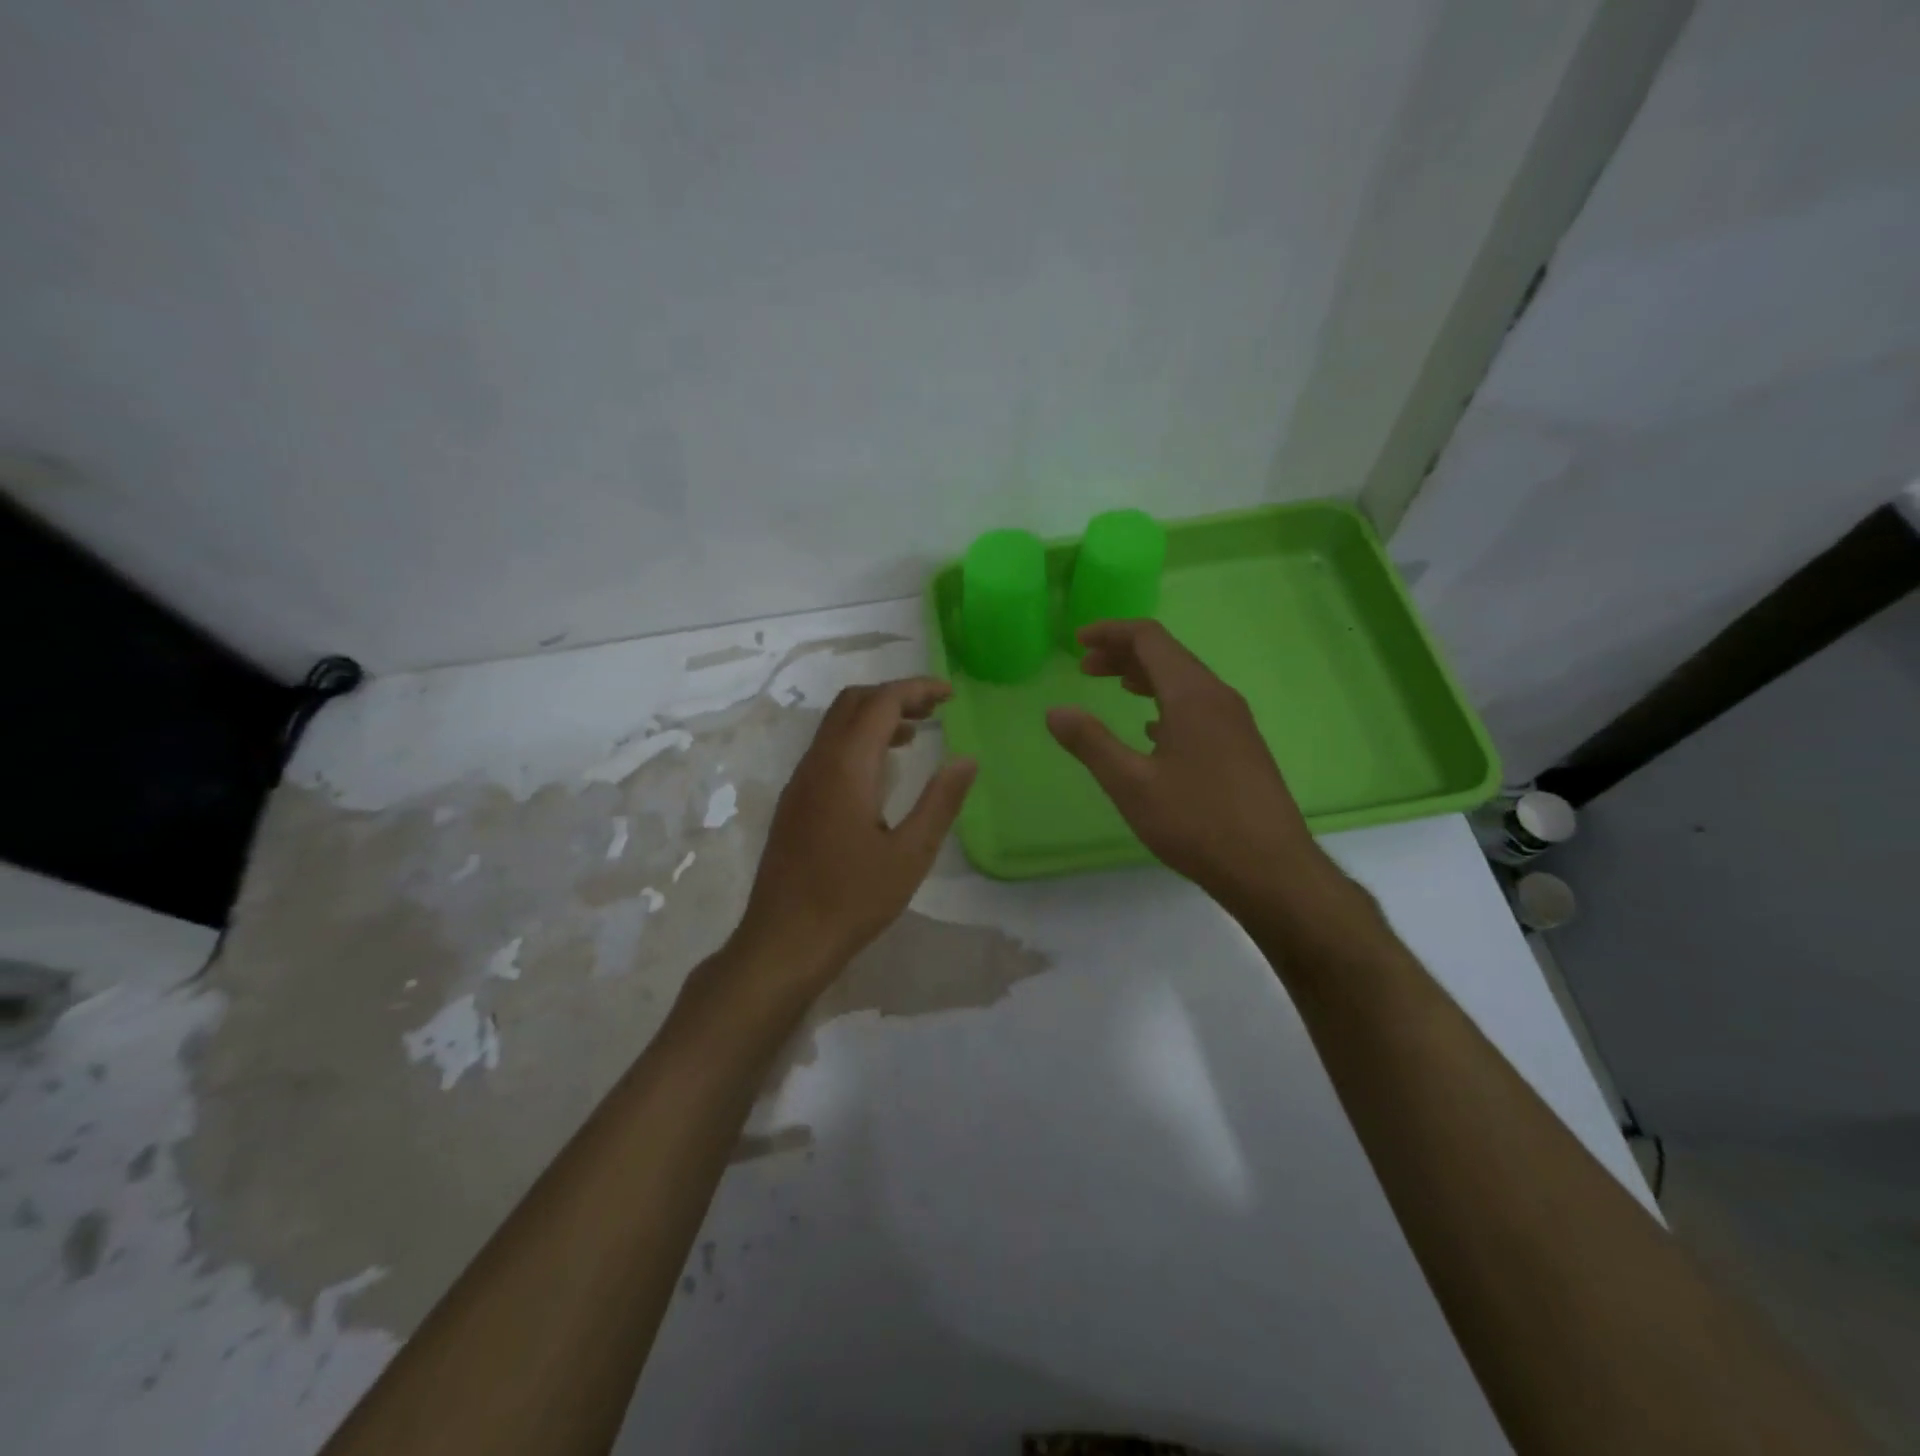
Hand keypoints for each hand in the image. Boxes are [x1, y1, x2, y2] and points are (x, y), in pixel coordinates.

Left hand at [736, 677, 977, 983]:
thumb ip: (941, 802)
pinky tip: (882, 771)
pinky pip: (827, 750)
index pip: (880, 702)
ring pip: (836, 726)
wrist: (784, 941)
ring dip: (875, 717)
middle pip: (852, 703)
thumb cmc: (852, 900)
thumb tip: (967, 759)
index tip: (950, 695)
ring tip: (917, 733)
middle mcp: (817, 763)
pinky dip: (858, 740)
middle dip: (894, 695)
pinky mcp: (795, 802)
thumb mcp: (910, 854)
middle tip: (935, 709)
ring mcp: (800, 782)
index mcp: (845, 768)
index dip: (916, 689)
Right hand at [1046, 620, 1327, 911]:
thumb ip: (1090, 743)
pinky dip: (1166, 702)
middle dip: (1123, 654)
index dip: (1110, 632)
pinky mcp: (1241, 747)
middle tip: (1085, 668)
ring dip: (1145, 678)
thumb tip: (1055, 711)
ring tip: (1114, 689)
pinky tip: (1151, 729)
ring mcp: (1235, 722)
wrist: (1270, 869)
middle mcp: (1218, 697)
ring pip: (1184, 682)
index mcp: (1192, 694)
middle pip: (1168, 655)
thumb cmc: (1196, 821)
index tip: (1077, 641)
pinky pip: (1198, 707)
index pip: (1149, 638)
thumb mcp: (1131, 784)